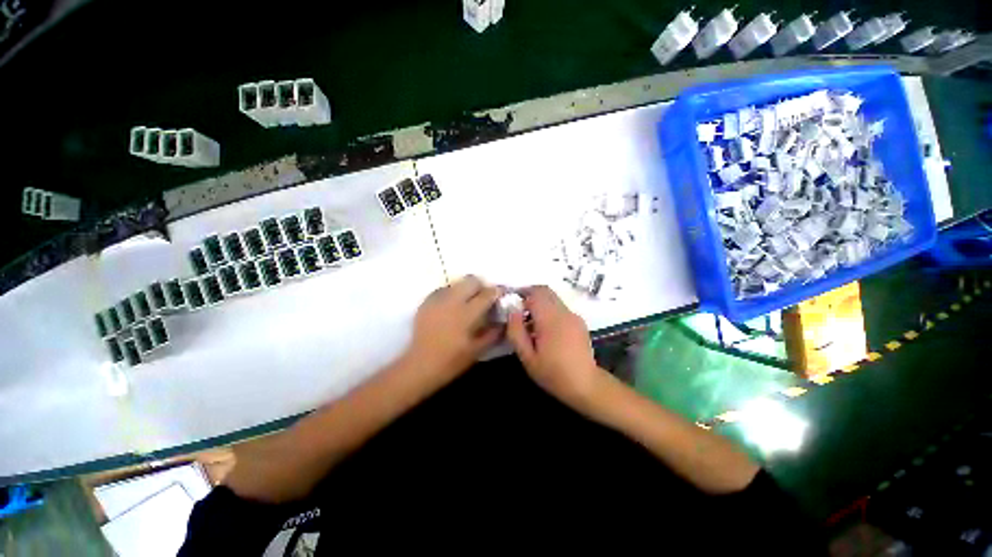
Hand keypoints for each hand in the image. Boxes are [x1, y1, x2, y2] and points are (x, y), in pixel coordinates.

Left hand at [404, 275, 502, 385]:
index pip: (487, 294)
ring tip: (466, 301)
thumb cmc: (451, 360)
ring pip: (456, 283)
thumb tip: (503, 321)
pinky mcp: (426, 302)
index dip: (497, 291)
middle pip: (471, 280)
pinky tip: (451, 307)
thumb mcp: (477, 350)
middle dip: (480, 285)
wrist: (420, 365)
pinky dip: (450, 294)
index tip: (502, 293)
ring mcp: (437, 300)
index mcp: (467, 313)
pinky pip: (442, 290)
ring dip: (465, 289)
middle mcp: (452, 301)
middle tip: (483, 297)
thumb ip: (493, 334)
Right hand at [506, 286, 605, 410]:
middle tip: (519, 311)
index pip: (536, 292)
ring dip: (540, 304)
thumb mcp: (527, 357)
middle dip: (530, 296)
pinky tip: (546, 331)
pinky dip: (549, 311)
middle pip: (545, 291)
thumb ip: (516, 331)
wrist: (586, 385)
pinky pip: (560, 308)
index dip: (522, 293)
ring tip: (531, 324)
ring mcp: (574, 315)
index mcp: (550, 319)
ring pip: (553, 299)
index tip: (512, 303)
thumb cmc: (553, 373)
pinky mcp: (579, 321)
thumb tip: (512, 311)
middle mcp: (564, 312)